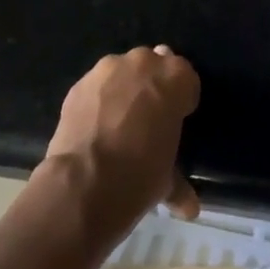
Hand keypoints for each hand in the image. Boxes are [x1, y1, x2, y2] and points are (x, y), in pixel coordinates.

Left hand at [39, 46, 200, 243]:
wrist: (85, 182)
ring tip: (117, 122)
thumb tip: (189, 206)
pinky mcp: (79, 83)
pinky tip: (95, 126)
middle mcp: (145, 62)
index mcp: (177, 77)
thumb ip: (179, 181)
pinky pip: (96, 86)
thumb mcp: (168, 178)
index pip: (186, 79)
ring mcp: (109, 69)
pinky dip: (98, 100)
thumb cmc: (141, 174)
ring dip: (124, 89)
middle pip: (154, 67)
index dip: (181, 101)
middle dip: (152, 87)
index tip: (175, 121)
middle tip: (147, 120)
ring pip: (123, 72)